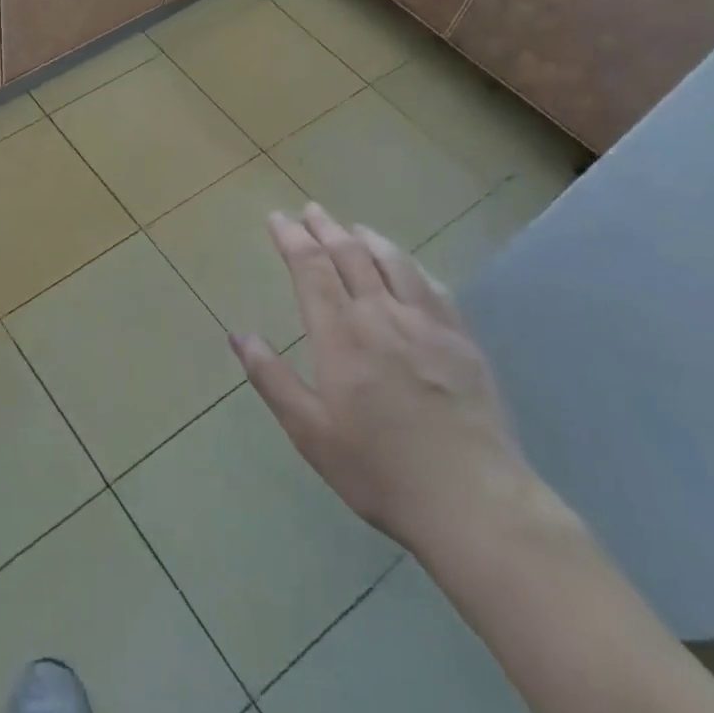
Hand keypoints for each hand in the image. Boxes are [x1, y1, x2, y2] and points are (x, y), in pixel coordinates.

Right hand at [228, 204, 530, 554]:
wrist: (474, 502)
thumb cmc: (379, 470)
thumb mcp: (310, 432)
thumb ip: (272, 379)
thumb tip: (239, 334)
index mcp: (341, 336)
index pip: (311, 269)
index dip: (292, 239)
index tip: (277, 218)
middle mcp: (382, 316)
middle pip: (350, 256)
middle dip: (325, 229)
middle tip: (310, 210)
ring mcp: (428, 325)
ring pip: (394, 263)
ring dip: (368, 239)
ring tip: (353, 227)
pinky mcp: (463, 342)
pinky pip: (433, 288)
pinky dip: (412, 266)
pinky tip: (408, 266)